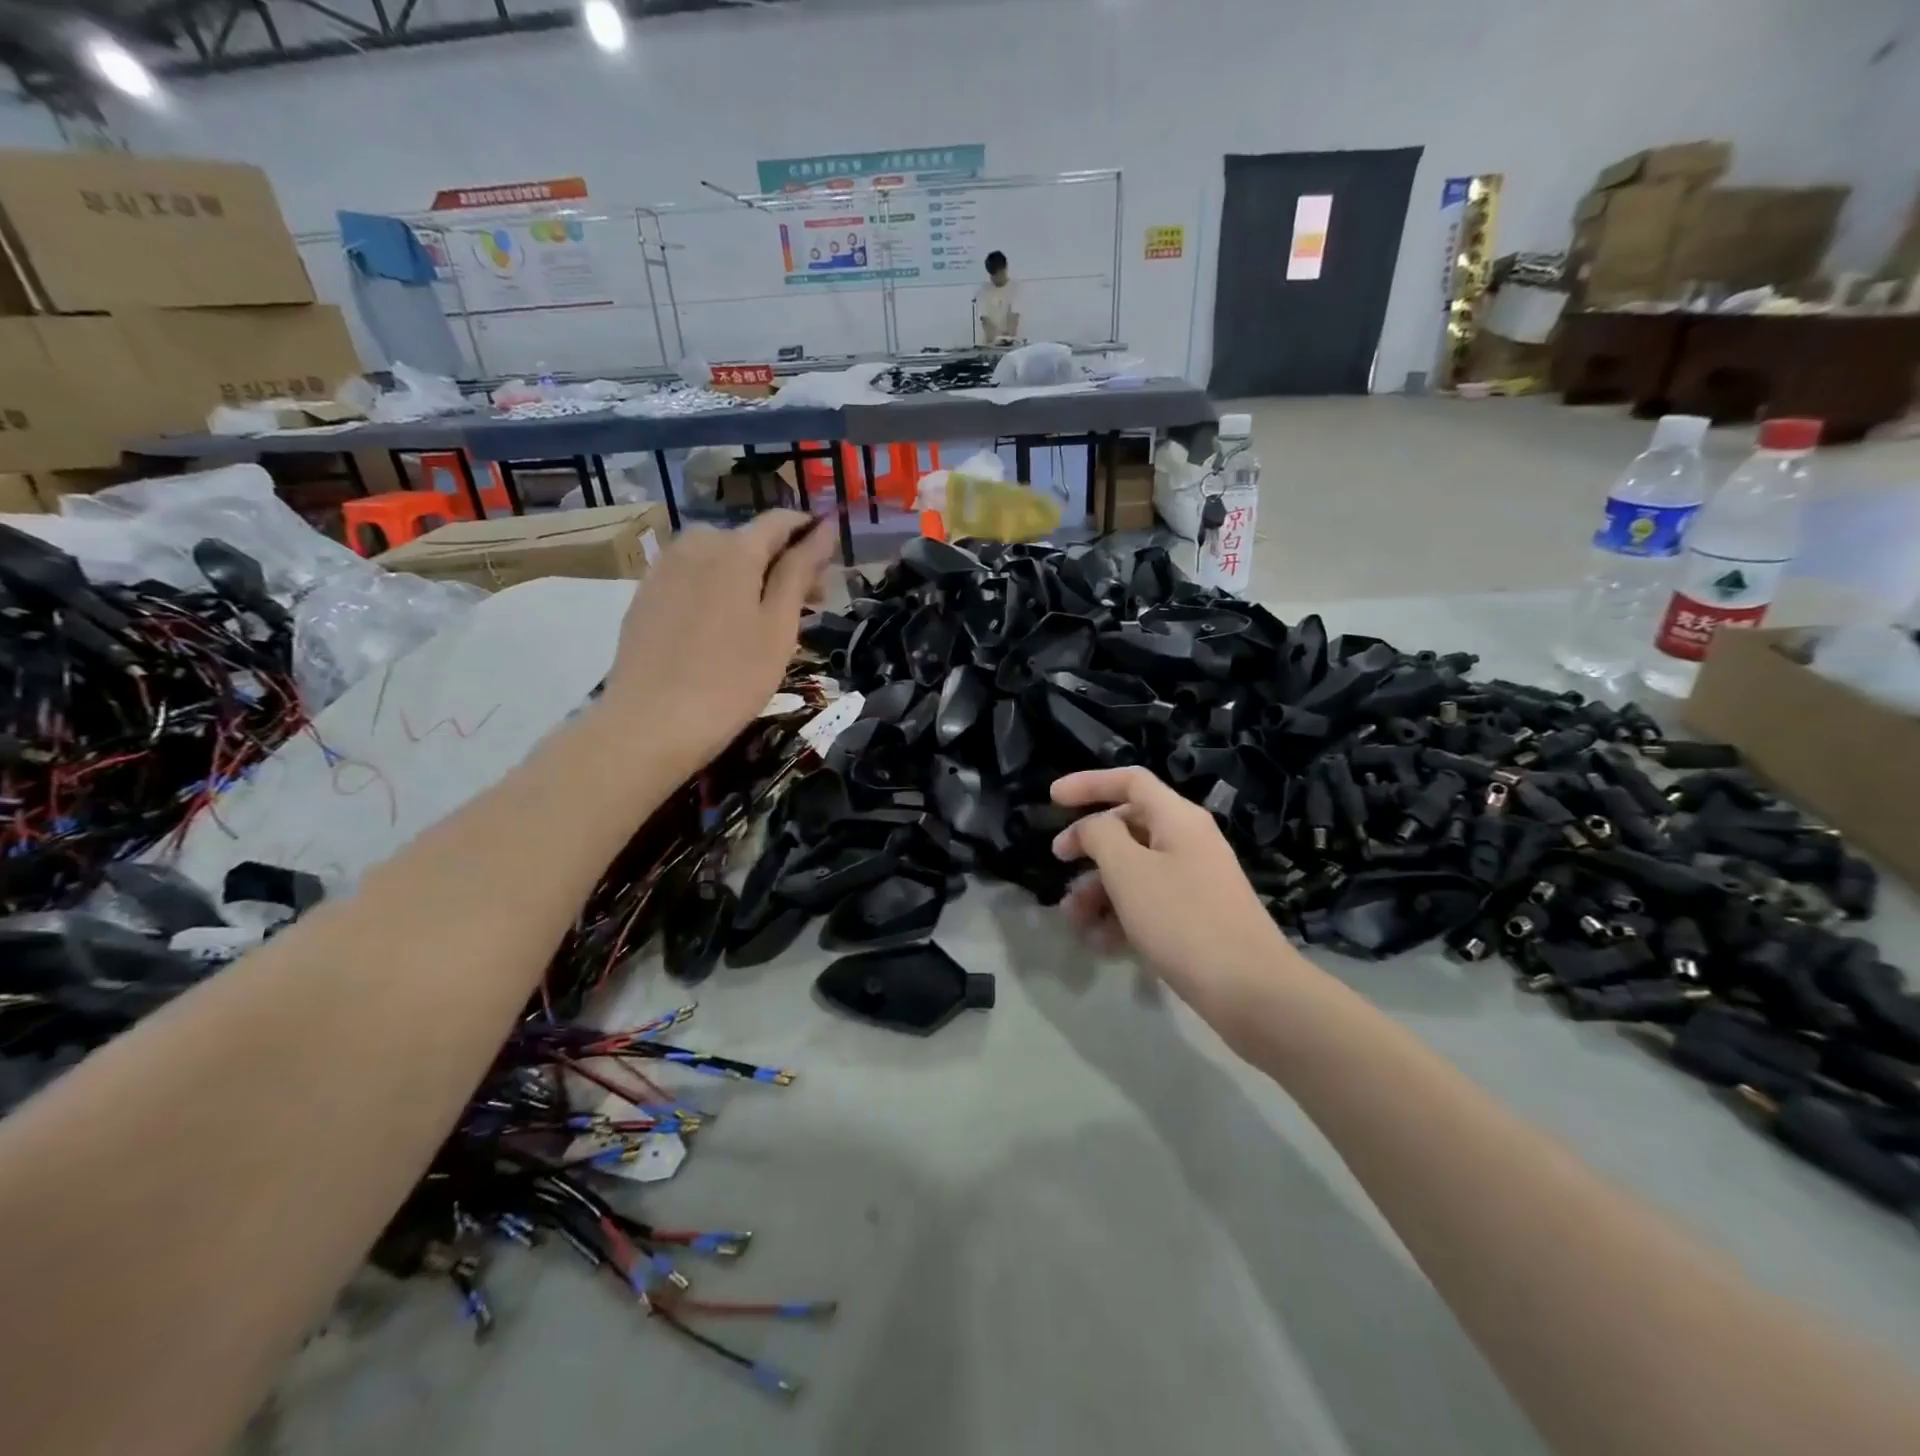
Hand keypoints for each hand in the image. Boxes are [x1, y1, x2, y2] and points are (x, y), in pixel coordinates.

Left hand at [603, 511, 834, 770]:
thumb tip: (824, 530)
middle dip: (781, 563)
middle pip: (749, 540)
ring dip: (749, 578)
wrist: (651, 723)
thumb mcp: (779, 626)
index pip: (781, 521)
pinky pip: (693, 578)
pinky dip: (717, 590)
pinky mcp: (645, 595)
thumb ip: (800, 572)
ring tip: (765, 621)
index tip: (830, 562)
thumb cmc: (732, 678)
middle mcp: (696, 544)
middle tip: (806, 606)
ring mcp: (664, 568)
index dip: (810, 533)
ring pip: (719, 560)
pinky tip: (723, 629)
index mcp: (735, 548)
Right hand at [1050, 767, 1300, 1029]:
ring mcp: (1194, 881)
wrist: (1251, 991)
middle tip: (1059, 863)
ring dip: (1099, 889)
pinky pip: (1148, 903)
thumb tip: (1092, 827)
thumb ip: (1100, 836)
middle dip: (1089, 846)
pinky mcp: (1195, 917)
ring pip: (1134, 870)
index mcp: (1178, 818)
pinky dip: (1121, 916)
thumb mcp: (1129, 871)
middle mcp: (1188, 842)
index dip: (1089, 783)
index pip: (1130, 781)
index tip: (1052, 799)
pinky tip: (1100, 944)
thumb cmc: (1183, 920)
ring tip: (1074, 920)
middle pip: (1129, 827)